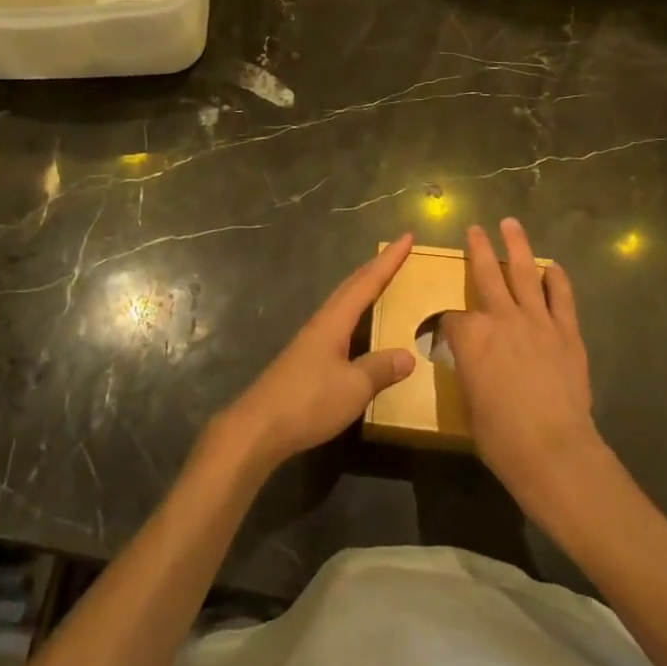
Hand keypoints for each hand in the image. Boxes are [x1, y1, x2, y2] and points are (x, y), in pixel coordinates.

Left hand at [215, 235, 418, 472]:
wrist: (258, 427)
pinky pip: (337, 324)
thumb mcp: (354, 387)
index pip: (367, 283)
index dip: (389, 261)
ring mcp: (310, 341)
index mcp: (334, 321)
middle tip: (398, 253)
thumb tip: (408, 355)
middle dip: (376, 268)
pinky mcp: (304, 360)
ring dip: (363, 289)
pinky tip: (357, 329)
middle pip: (351, 287)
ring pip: (342, 304)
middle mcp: (321, 323)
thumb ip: (380, 369)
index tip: (406, 237)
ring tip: (382, 282)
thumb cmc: (308, 401)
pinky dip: (354, 315)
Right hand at [443, 219, 602, 512]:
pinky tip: (552, 267)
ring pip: (524, 273)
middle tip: (474, 228)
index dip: (445, 325)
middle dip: (478, 249)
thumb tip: (472, 363)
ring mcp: (537, 321)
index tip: (444, 334)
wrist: (553, 449)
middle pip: (486, 274)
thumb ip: (469, 371)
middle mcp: (501, 318)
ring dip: (517, 246)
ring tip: (511, 224)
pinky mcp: (567, 332)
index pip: (451, 319)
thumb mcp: (468, 401)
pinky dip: (557, 279)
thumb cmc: (500, 436)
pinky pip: (561, 297)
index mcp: (470, 336)